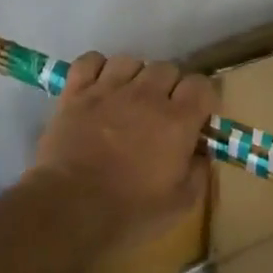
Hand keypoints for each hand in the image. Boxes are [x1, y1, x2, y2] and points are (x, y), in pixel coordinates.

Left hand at [31, 53, 217, 244]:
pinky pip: (90, 61)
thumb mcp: (181, 202)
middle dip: (170, 86)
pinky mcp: (75, 94)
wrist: (69, 209)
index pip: (201, 85)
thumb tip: (201, 152)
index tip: (198, 116)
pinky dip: (97, 68)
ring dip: (135, 76)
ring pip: (130, 61)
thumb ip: (199, 171)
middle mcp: (146, 96)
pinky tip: (99, 86)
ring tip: (130, 98)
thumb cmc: (131, 211)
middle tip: (163, 111)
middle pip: (167, 68)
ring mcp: (108, 90)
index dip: (203, 98)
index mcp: (178, 120)